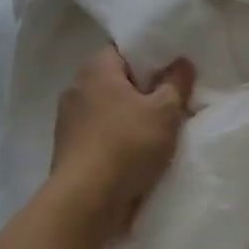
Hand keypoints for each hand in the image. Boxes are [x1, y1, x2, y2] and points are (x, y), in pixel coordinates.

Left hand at [50, 47, 195, 235]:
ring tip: (157, 130)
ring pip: (107, 107)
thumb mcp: (164, 112)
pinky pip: (98, 132)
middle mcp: (76, 86)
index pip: (124, 49)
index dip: (150, 57)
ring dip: (128, 116)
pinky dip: (115, 137)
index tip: (172, 72)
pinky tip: (134, 152)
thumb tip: (181, 62)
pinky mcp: (67, 146)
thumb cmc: (127, 145)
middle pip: (115, 79)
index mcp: (96, 68)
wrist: (86, 199)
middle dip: (141, 89)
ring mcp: (67, 118)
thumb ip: (175, 83)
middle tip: (170, 101)